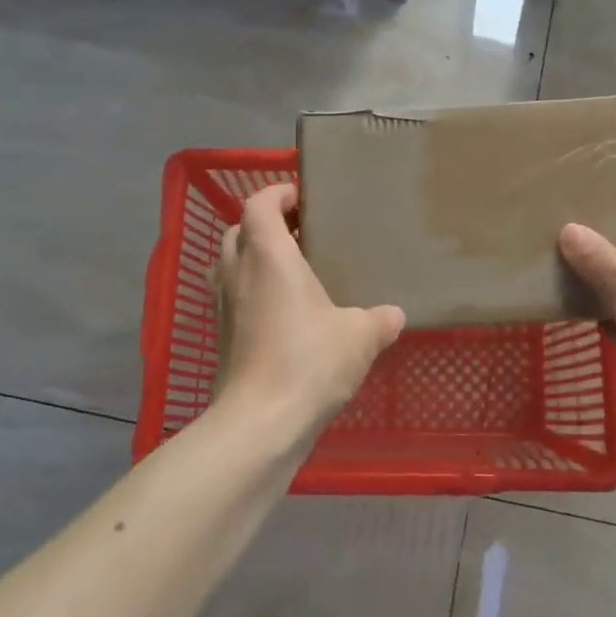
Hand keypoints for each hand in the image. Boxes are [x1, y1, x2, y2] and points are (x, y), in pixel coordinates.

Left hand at [207, 183, 404, 440]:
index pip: (260, 204)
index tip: (302, 197)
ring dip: (253, 257)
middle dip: (265, 224)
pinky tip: (283, 313)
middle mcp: (238, 273)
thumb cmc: (309, 362)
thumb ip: (379, 320)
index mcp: (269, 257)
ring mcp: (223, 306)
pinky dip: (251, 291)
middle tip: (301, 233)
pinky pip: (232, 297)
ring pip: (229, 264)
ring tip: (292, 270)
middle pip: (239, 230)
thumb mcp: (360, 337)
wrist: (260, 423)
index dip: (277, 193)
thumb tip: (394, 315)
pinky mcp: (222, 337)